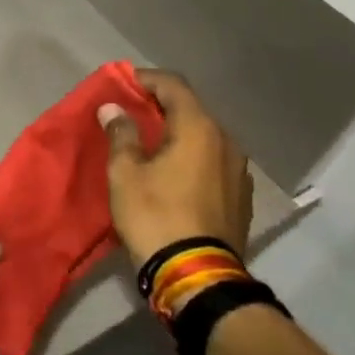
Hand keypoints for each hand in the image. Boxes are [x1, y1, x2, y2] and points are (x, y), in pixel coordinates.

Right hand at [99, 70, 253, 266]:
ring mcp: (239, 170)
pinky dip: (191, 157)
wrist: (197, 275)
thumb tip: (112, 107)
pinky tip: (173, 174)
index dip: (145, 79)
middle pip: (191, 109)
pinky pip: (212, 162)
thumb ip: (120, 134)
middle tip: (130, 114)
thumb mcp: (125, 173)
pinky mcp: (241, 196)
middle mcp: (226, 141)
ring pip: (204, 137)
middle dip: (160, 107)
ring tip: (150, 145)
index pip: (173, 85)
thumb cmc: (155, 215)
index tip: (122, 84)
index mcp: (199, 128)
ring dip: (177, 134)